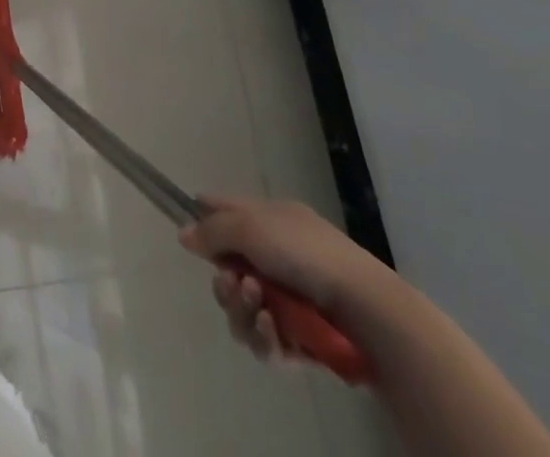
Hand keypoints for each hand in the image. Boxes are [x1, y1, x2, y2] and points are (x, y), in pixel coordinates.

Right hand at [179, 196, 387, 362]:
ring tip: (261, 309)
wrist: (365, 310)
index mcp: (266, 219)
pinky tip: (276, 332)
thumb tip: (184, 234)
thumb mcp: (250, 227)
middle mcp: (274, 255)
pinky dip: (265, 337)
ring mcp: (286, 298)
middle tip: (232, 285)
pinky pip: (265, 340)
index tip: (191, 238)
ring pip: (242, 308)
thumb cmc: (305, 254)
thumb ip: (213, 230)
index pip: (223, 210)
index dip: (202, 220)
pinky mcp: (298, 338)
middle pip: (226, 269)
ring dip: (243, 310)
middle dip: (224, 282)